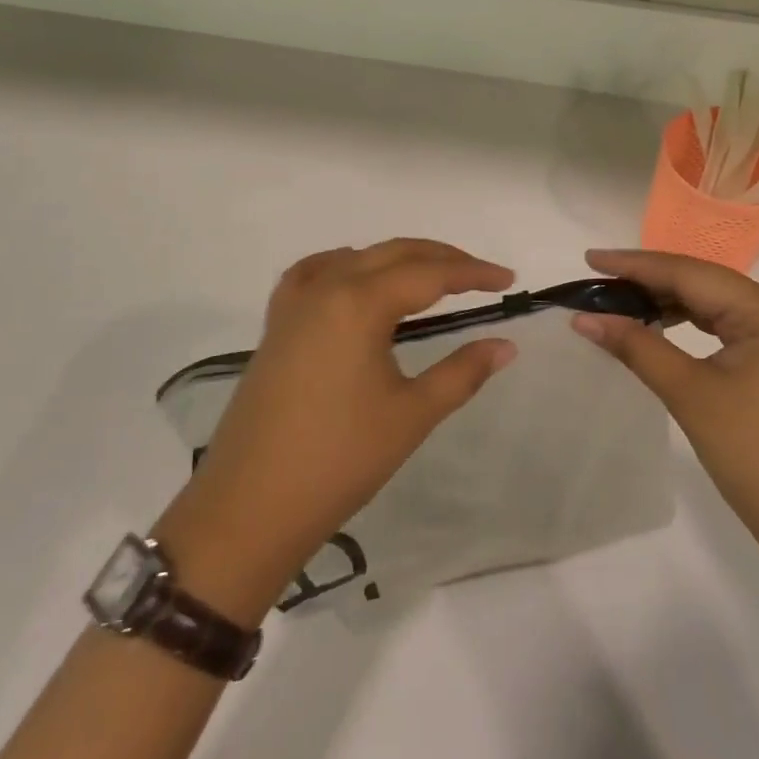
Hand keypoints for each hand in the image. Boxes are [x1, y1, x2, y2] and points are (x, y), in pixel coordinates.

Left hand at [152, 239, 515, 622]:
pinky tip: (355, 281)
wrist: (250, 505)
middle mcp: (327, 286)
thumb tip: (505, 345)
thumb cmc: (339, 460)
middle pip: (394, 253)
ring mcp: (295, 302)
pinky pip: (315, 273)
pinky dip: (346, 266)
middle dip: (441, 259)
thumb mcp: (411, 415)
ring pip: (357, 258)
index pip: (430, 273)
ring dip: (398, 260)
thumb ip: (462, 372)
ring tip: (431, 280)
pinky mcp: (276, 323)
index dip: (473, 273)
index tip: (507, 279)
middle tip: (480, 276)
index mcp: (360, 302)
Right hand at [572, 249, 758, 586]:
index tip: (589, 259)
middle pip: (702, 282)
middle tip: (596, 282)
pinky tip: (657, 326)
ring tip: (617, 301)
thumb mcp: (690, 394)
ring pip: (711, 303)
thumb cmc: (756, 456)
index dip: (636, 264)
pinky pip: (722, 326)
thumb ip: (636, 346)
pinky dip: (686, 323)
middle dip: (647, 280)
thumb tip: (584, 318)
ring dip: (665, 301)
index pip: (690, 273)